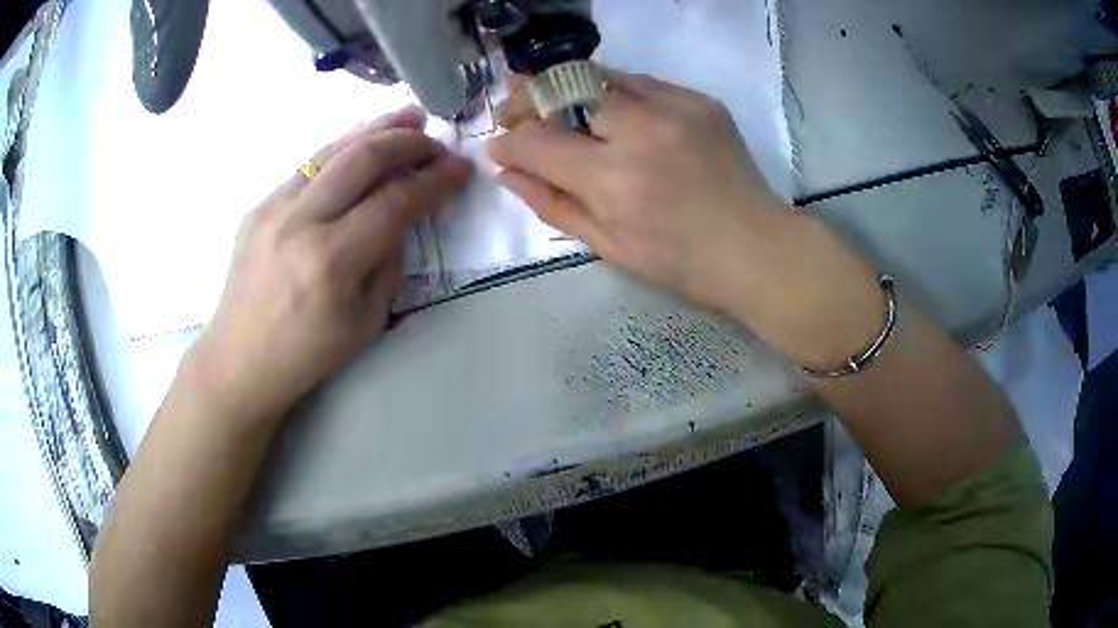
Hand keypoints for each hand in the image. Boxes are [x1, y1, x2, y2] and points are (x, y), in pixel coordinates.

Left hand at [191, 107, 472, 421]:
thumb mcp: (367, 323)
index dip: (436, 181)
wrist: (239, 360)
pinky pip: (307, 167)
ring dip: (375, 129)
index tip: (462, 168)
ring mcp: (273, 209)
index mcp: (332, 262)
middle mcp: (301, 224)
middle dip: (409, 141)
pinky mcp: (258, 206)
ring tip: (407, 116)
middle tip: (436, 141)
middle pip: (364, 159)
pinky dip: (340, 149)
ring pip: (332, 150)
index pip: (396, 202)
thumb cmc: (307, 354)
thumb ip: (390, 262)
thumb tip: (402, 216)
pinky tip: (359, 143)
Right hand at [489, 71, 788, 313]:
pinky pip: (640, 81)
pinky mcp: (699, 99)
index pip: (535, 141)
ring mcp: (674, 107)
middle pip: (562, 89)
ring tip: (556, 103)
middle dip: (528, 98)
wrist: (756, 247)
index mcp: (613, 180)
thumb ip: (550, 203)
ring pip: (599, 75)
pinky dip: (614, 91)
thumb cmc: (680, 262)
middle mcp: (640, 130)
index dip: (508, 141)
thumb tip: (505, 171)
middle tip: (516, 109)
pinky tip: (612, 110)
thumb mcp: (607, 246)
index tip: (500, 147)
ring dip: (567, 87)